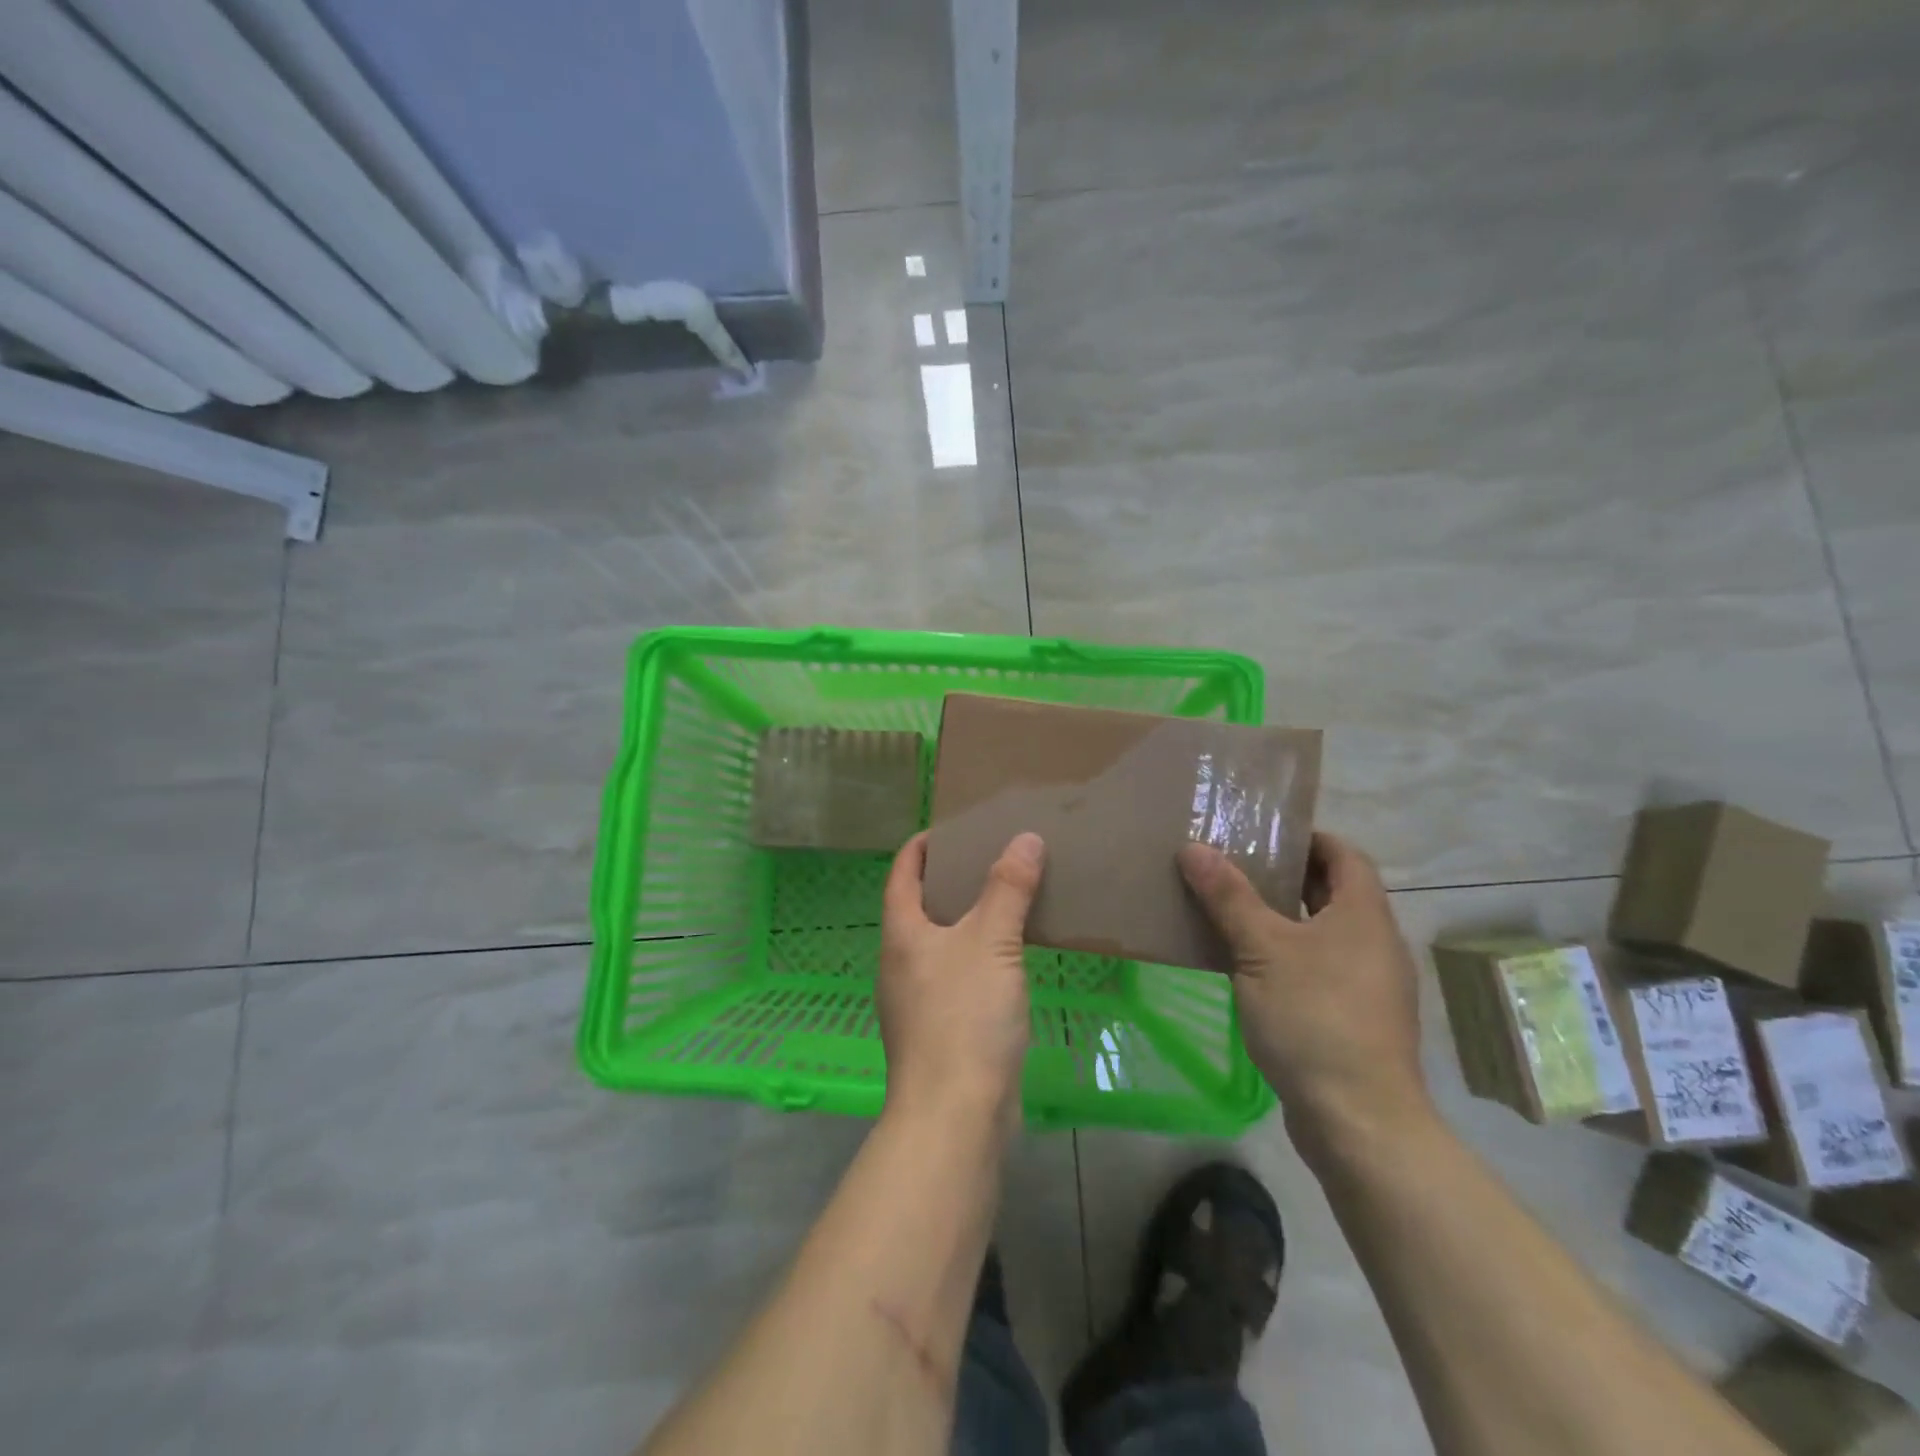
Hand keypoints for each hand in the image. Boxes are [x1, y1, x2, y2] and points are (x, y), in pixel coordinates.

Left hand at [878, 830, 1043, 1129]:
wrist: (955, 1115)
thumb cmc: (964, 1017)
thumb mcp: (991, 942)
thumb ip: (1007, 888)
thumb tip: (1025, 837)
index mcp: (901, 934)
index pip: (902, 873)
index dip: (921, 847)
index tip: (948, 828)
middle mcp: (900, 963)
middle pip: (920, 907)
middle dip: (949, 880)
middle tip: (990, 858)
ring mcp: (916, 1001)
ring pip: (941, 944)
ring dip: (967, 920)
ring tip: (1006, 901)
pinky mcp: (939, 1031)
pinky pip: (957, 976)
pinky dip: (978, 956)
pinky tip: (1010, 959)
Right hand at [1179, 832, 1431, 1158]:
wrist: (1359, 1120)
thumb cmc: (1314, 1018)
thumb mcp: (1261, 949)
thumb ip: (1228, 897)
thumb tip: (1193, 848)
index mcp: (1363, 915)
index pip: (1345, 855)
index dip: (1308, 838)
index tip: (1263, 833)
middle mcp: (1374, 943)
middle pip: (1332, 893)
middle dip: (1285, 876)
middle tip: (1233, 865)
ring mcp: (1368, 984)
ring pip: (1322, 933)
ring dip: (1281, 918)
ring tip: (1230, 910)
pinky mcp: (1354, 1018)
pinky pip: (1318, 968)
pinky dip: (1286, 955)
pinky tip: (1245, 966)